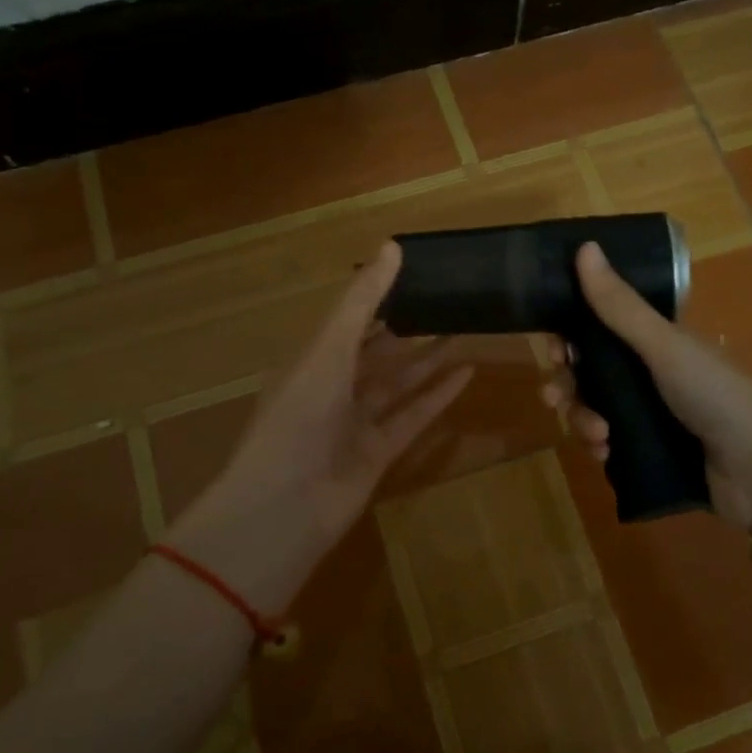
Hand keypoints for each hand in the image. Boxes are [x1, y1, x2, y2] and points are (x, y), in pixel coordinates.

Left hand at [171, 241, 472, 613]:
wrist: (285, 506)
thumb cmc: (299, 416)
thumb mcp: (329, 349)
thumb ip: (362, 301)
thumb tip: (393, 245)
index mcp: (312, 359)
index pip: (351, 319)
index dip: (380, 297)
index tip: (416, 273)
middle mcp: (333, 387)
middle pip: (378, 352)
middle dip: (409, 329)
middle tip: (449, 303)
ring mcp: (356, 422)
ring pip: (399, 384)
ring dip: (428, 360)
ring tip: (464, 332)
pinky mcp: (379, 453)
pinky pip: (413, 417)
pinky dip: (438, 397)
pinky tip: (467, 374)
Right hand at [542, 242, 751, 539]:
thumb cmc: (716, 397)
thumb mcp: (664, 347)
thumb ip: (620, 305)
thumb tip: (585, 246)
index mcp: (656, 342)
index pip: (600, 329)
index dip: (570, 336)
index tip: (553, 348)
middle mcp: (649, 374)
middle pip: (589, 372)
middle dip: (567, 384)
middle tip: (554, 398)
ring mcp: (649, 415)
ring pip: (594, 409)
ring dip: (582, 418)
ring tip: (597, 434)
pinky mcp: (649, 452)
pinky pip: (606, 442)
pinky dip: (599, 445)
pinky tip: (605, 452)